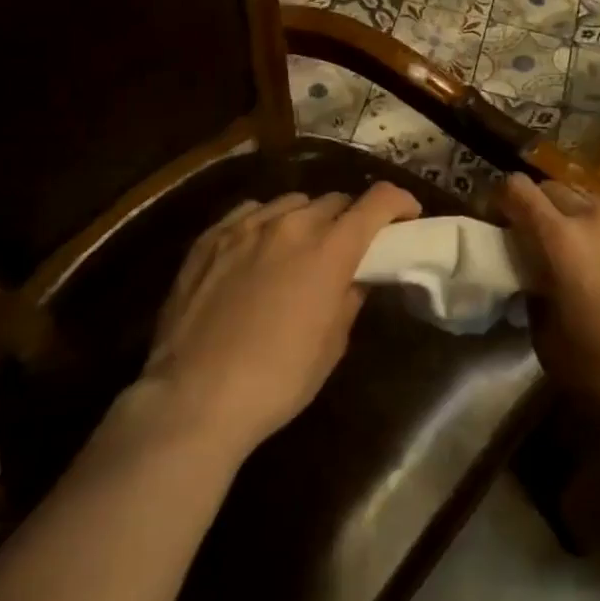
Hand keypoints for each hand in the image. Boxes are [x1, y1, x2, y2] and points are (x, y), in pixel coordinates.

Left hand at [135, 183, 420, 454]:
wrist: (192, 401)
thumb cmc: (277, 381)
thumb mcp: (332, 346)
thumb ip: (349, 299)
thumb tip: (354, 278)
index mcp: (329, 250)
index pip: (377, 202)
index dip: (400, 202)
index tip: (407, 216)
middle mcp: (290, 225)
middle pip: (335, 200)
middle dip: (351, 217)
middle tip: (350, 244)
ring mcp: (245, 227)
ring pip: (291, 202)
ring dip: (308, 218)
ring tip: (301, 245)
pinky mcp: (209, 239)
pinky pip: (249, 212)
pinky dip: (266, 222)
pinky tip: (259, 246)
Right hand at [501, 174, 599, 442]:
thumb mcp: (548, 342)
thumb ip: (534, 297)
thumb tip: (535, 281)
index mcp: (561, 239)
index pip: (518, 189)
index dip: (503, 199)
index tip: (500, 220)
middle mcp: (597, 218)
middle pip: (556, 189)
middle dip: (540, 208)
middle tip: (539, 241)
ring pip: (594, 205)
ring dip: (579, 222)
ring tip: (585, 257)